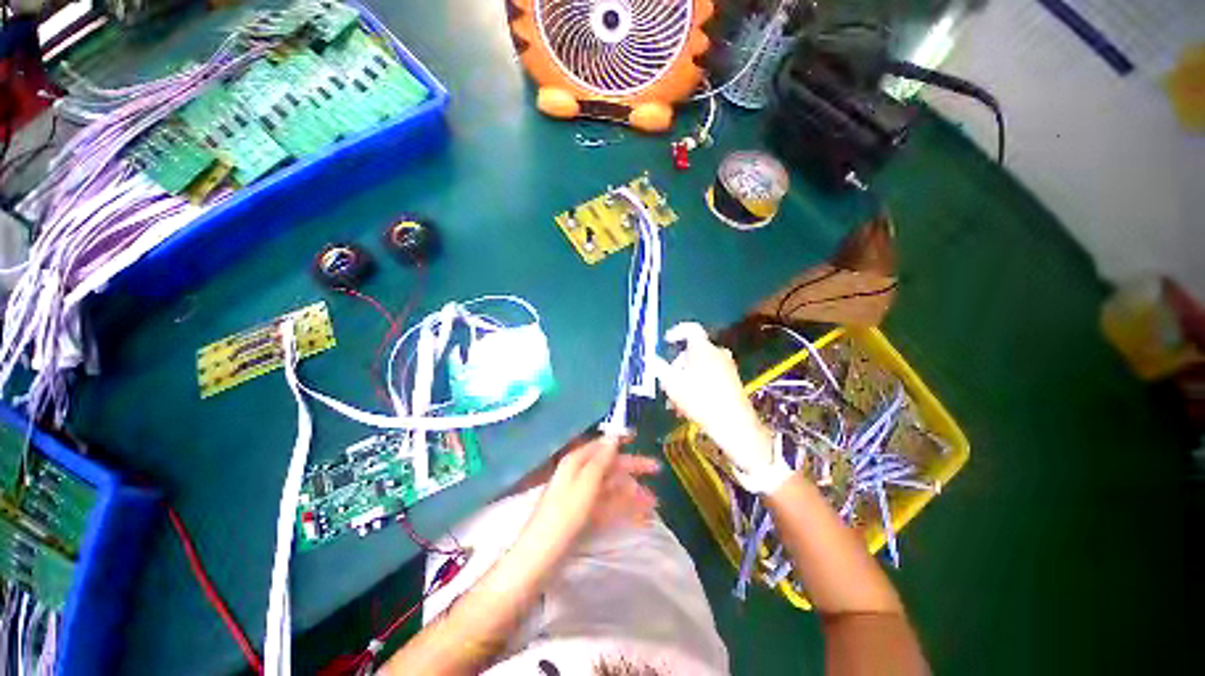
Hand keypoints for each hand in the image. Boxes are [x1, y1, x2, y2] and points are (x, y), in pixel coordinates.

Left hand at [521, 436, 660, 559]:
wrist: (540, 559)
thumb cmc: (564, 516)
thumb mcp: (585, 484)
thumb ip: (601, 460)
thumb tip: (613, 436)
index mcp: (576, 462)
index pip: (601, 445)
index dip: (619, 440)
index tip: (637, 436)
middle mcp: (579, 475)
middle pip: (609, 466)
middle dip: (632, 468)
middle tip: (657, 469)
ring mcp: (582, 497)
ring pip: (611, 488)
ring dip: (632, 492)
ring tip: (654, 502)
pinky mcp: (584, 516)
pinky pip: (608, 506)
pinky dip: (623, 509)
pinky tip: (640, 516)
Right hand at [651, 322, 774, 475]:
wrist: (734, 424)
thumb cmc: (700, 399)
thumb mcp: (672, 383)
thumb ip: (659, 367)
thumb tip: (652, 359)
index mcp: (703, 348)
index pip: (690, 329)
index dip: (676, 332)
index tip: (666, 342)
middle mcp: (717, 352)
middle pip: (692, 351)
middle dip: (677, 366)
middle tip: (667, 383)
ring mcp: (727, 367)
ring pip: (699, 366)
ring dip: (685, 379)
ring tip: (675, 401)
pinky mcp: (732, 381)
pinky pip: (709, 376)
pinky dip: (697, 384)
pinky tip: (689, 405)